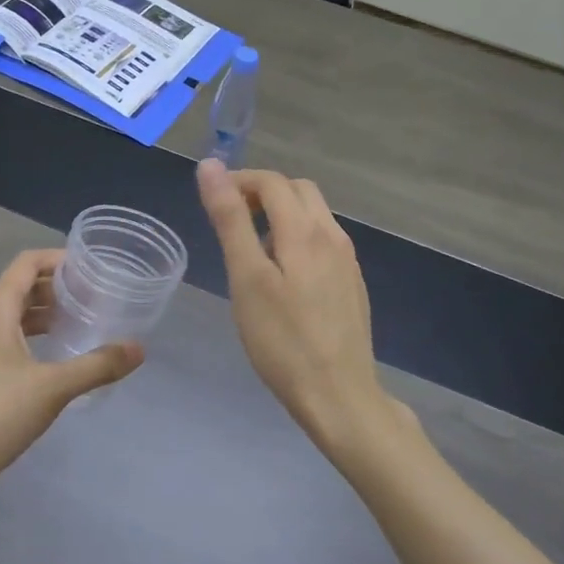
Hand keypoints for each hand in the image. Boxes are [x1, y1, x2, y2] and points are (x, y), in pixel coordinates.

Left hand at [0, 249, 143, 518]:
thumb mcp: (52, 388)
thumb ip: (97, 366)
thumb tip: (139, 348)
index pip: (28, 262)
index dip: (60, 258)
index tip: (93, 267)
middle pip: (25, 285)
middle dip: (60, 285)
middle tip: (98, 294)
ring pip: (19, 314)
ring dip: (49, 312)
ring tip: (86, 320)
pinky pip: (13, 338)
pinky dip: (38, 336)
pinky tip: (61, 355)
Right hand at [196, 159, 405, 457]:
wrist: (339, 396)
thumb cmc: (282, 340)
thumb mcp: (246, 278)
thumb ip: (230, 219)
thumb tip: (211, 166)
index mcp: (305, 230)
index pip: (272, 181)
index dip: (239, 181)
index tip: (211, 202)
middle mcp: (333, 236)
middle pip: (298, 191)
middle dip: (262, 194)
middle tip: (232, 223)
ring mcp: (347, 261)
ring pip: (313, 215)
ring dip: (281, 215)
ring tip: (252, 253)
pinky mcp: (352, 283)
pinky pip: (323, 241)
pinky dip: (297, 238)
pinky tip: (283, 278)